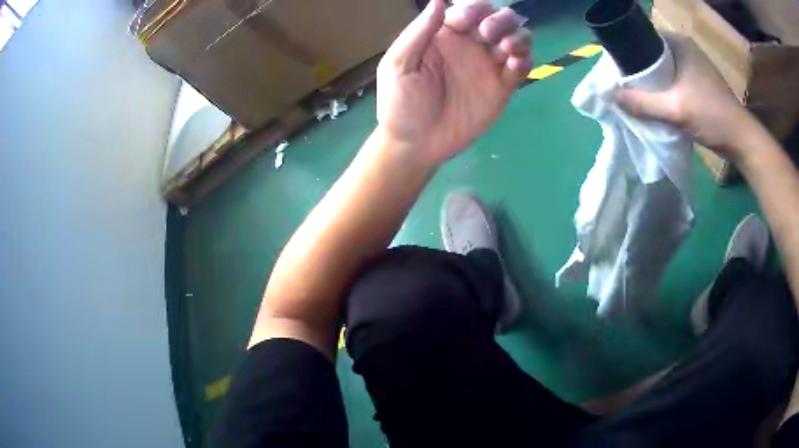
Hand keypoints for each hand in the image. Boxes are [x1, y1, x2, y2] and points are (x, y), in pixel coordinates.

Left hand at [376, 0, 532, 164]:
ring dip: (518, 36)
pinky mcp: (502, 86)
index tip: (468, 23)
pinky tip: (513, 64)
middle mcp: (470, 44)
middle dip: (500, 19)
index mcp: (445, 34)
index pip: (468, 9)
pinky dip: (525, 60)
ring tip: (506, 49)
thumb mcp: (400, 64)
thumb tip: (438, 0)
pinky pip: (522, 66)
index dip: (474, 9)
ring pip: (516, 38)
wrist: (416, 143)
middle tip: (488, 35)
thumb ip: (419, 31)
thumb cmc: (401, 102)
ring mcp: (488, 65)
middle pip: (498, 18)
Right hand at [614, 34, 756, 160]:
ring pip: (664, 69)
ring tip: (637, 94)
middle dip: (640, 70)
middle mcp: (686, 49)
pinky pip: (674, 80)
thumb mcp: (676, 110)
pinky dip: (664, 89)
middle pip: (653, 55)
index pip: (645, 39)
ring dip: (652, 82)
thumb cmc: (712, 117)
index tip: (618, 70)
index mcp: (680, 43)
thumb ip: (644, 103)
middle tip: (625, 85)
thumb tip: (611, 96)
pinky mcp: (699, 82)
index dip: (630, 53)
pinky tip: (657, 102)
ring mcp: (694, 66)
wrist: (741, 141)